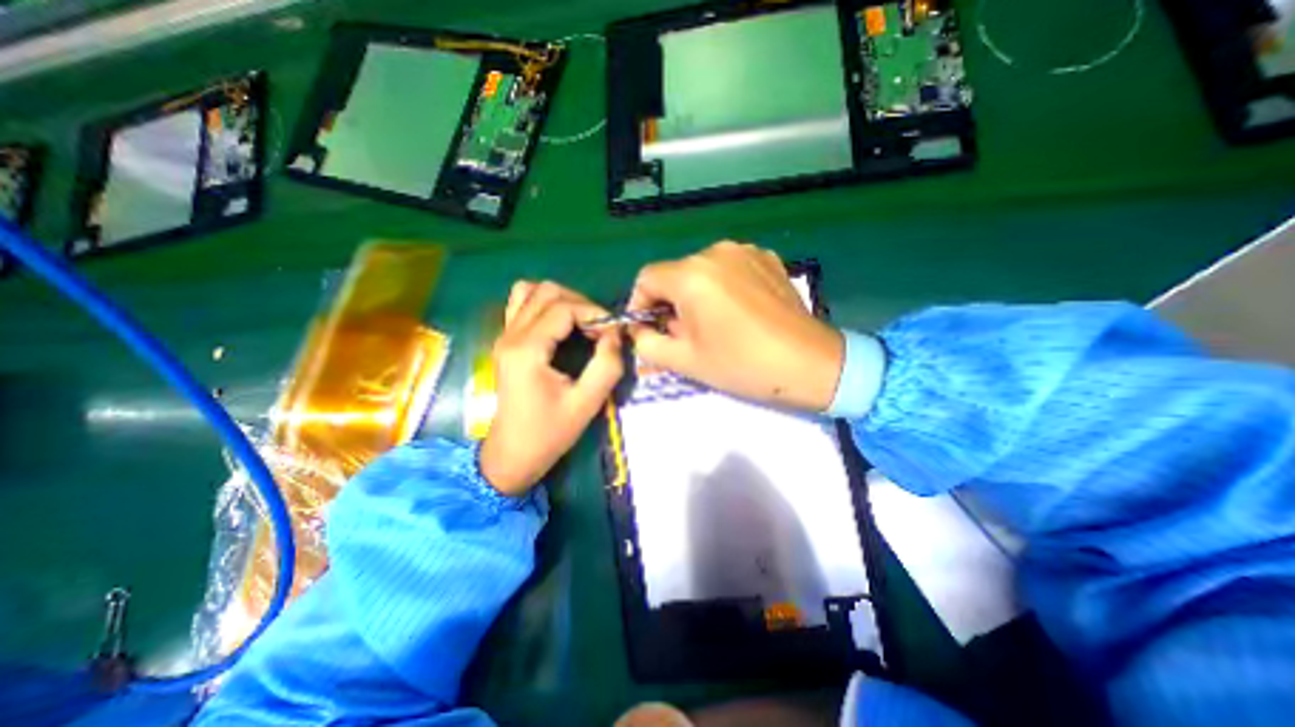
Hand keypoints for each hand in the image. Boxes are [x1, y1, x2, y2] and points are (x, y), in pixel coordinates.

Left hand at [486, 280, 626, 496]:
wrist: (512, 455)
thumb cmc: (549, 433)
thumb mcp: (586, 403)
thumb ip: (607, 365)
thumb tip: (615, 335)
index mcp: (527, 350)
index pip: (564, 307)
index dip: (594, 313)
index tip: (613, 333)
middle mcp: (511, 335)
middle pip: (548, 292)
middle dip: (581, 304)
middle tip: (599, 329)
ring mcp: (504, 336)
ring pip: (532, 291)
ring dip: (562, 300)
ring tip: (581, 323)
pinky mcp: (506, 342)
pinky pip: (522, 304)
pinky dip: (544, 304)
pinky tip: (560, 324)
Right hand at [624, 241, 839, 410]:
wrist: (809, 363)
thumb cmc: (742, 364)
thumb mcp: (685, 361)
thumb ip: (647, 344)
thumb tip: (638, 330)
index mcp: (692, 275)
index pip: (647, 278)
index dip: (640, 304)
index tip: (648, 328)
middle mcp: (715, 252)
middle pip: (675, 274)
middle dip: (670, 303)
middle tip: (683, 333)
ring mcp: (745, 251)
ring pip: (702, 271)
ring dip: (697, 294)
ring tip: (713, 324)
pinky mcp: (767, 258)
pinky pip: (730, 269)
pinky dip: (723, 287)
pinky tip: (738, 312)